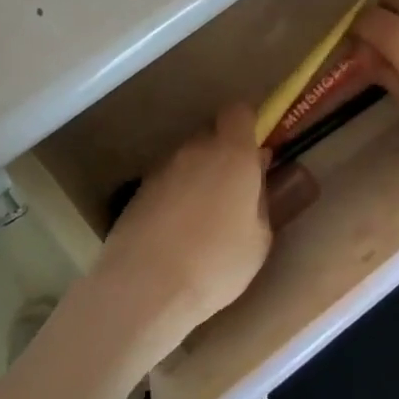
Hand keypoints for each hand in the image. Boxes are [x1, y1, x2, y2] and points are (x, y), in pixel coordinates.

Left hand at [90, 104, 271, 357]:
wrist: (145, 287)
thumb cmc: (215, 263)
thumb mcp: (259, 239)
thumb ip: (260, 201)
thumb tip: (254, 183)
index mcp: (232, 154)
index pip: (239, 112)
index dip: (249, 125)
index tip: (256, 151)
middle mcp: (196, 150)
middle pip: (213, 136)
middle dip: (224, 155)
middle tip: (233, 192)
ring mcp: (162, 168)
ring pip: (188, 160)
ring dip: (198, 177)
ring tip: (202, 219)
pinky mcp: (138, 190)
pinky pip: (167, 182)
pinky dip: (174, 197)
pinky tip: (176, 232)